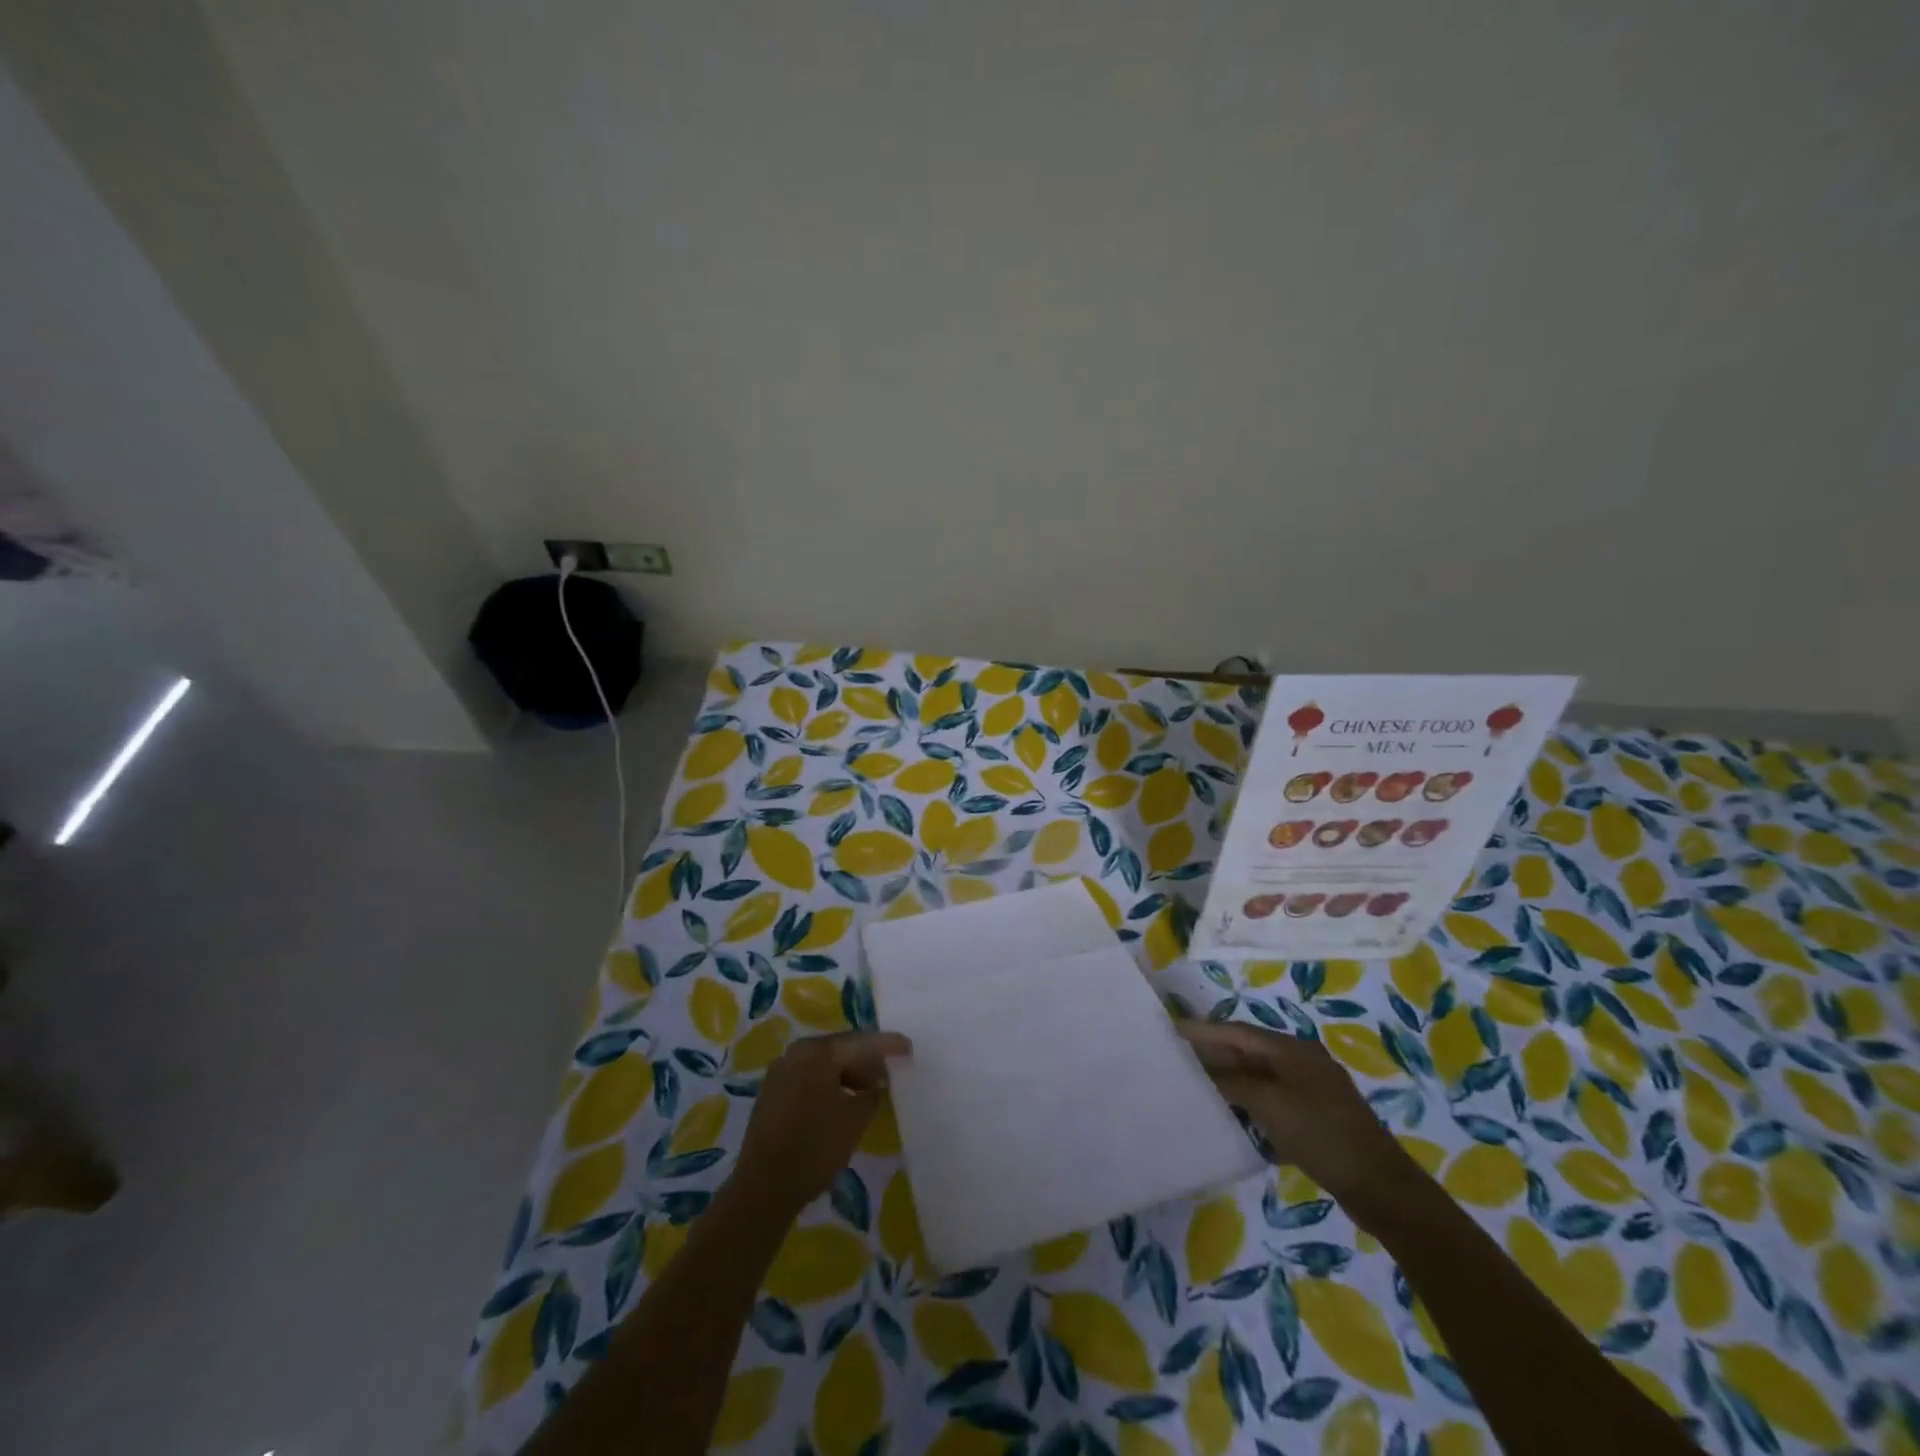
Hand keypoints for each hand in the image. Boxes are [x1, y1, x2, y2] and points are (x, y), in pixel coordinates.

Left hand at [734, 1031, 911, 1213]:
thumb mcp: (855, 1119)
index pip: (860, 1042)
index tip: (908, 1048)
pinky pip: (807, 1078)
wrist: (764, 1188)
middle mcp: (795, 1054)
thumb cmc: (815, 1147)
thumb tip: (873, 1085)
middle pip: (838, 1049)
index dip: (887, 1045)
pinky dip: (827, 1084)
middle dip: (865, 1060)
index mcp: (817, 1052)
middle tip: (888, 1073)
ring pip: (822, 1064)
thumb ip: (871, 1094)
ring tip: (867, 1091)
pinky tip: (840, 1102)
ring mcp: (779, 1073)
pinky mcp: (770, 1095)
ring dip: (846, 1074)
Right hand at [1176, 1020, 1415, 1208]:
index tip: (1172, 1029)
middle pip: (1249, 1051)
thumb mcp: (1270, 1104)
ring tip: (1197, 1085)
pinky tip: (1232, 1116)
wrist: (1380, 1186)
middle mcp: (1301, 1061)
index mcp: (1291, 1049)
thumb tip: (1203, 1073)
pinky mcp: (1316, 1118)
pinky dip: (1249, 1102)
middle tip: (1178, 1058)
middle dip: (1214, 1054)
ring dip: (1230, 1080)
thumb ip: (1232, 1083)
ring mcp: (1311, 1090)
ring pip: (1260, 1077)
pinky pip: (1272, 1100)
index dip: (1204, 1030)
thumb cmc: (1321, 1134)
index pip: (1237, 1032)